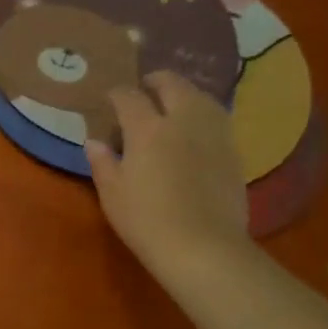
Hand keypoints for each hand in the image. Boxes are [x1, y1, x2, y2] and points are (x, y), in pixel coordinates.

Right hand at [86, 72, 249, 277]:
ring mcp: (213, 134)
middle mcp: (183, 121)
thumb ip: (102, 163)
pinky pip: (216, 118)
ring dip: (184, 93)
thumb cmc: (147, 221)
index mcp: (147, 129)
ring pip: (201, 97)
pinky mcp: (233, 151)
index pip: (129, 97)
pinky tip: (194, 129)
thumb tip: (95, 142)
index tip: (109, 98)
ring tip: (173, 103)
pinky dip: (202, 114)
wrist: (203, 247)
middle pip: (173, 85)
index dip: (117, 94)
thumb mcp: (112, 194)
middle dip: (156, 81)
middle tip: (144, 88)